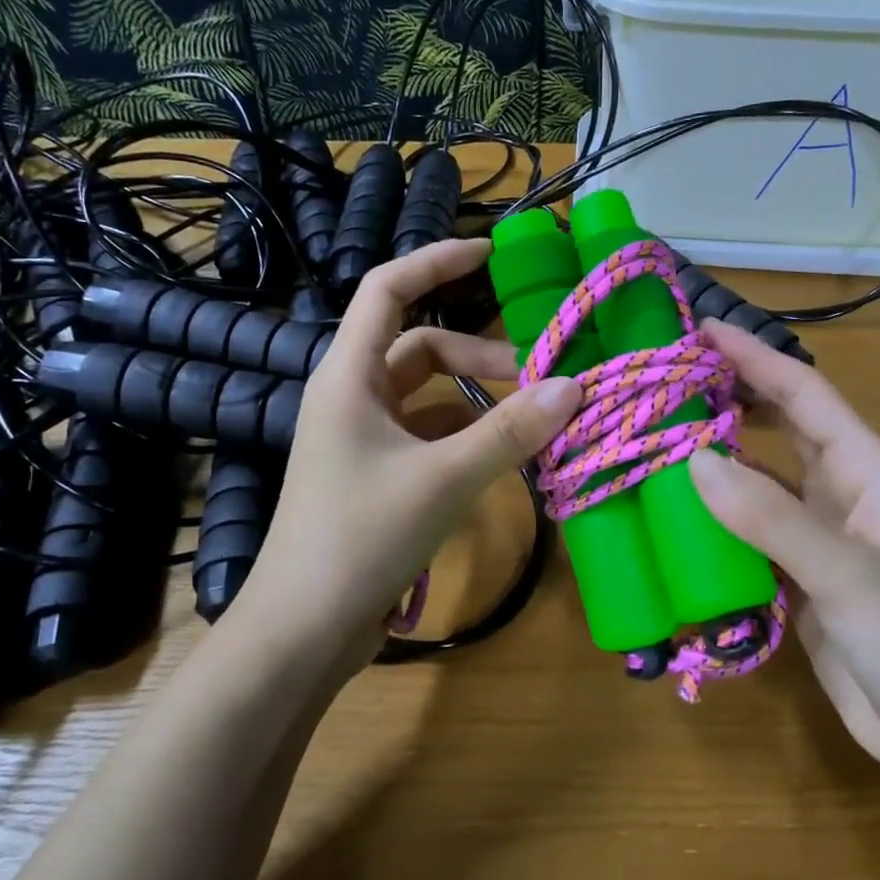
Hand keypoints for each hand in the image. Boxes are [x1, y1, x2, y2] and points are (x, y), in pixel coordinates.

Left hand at [231, 239, 579, 677]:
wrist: (304, 627)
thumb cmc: (361, 537)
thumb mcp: (444, 478)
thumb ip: (510, 431)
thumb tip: (575, 386)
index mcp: (349, 375)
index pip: (388, 288)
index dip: (436, 260)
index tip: (491, 252)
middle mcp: (351, 396)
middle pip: (420, 347)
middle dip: (478, 354)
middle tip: (537, 376)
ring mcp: (361, 439)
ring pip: (426, 397)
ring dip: (475, 399)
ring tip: (530, 419)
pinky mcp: (374, 476)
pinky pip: (426, 436)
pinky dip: (464, 436)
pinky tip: (500, 457)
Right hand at [688, 321, 879, 782]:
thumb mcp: (847, 577)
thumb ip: (771, 519)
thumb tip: (693, 462)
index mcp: (869, 472)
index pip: (805, 395)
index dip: (755, 357)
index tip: (700, 329)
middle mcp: (843, 493)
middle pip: (781, 426)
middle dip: (731, 396)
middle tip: (666, 378)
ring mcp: (820, 536)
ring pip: (760, 478)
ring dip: (716, 456)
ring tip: (657, 435)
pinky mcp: (799, 575)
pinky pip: (750, 528)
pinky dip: (715, 514)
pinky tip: (674, 511)